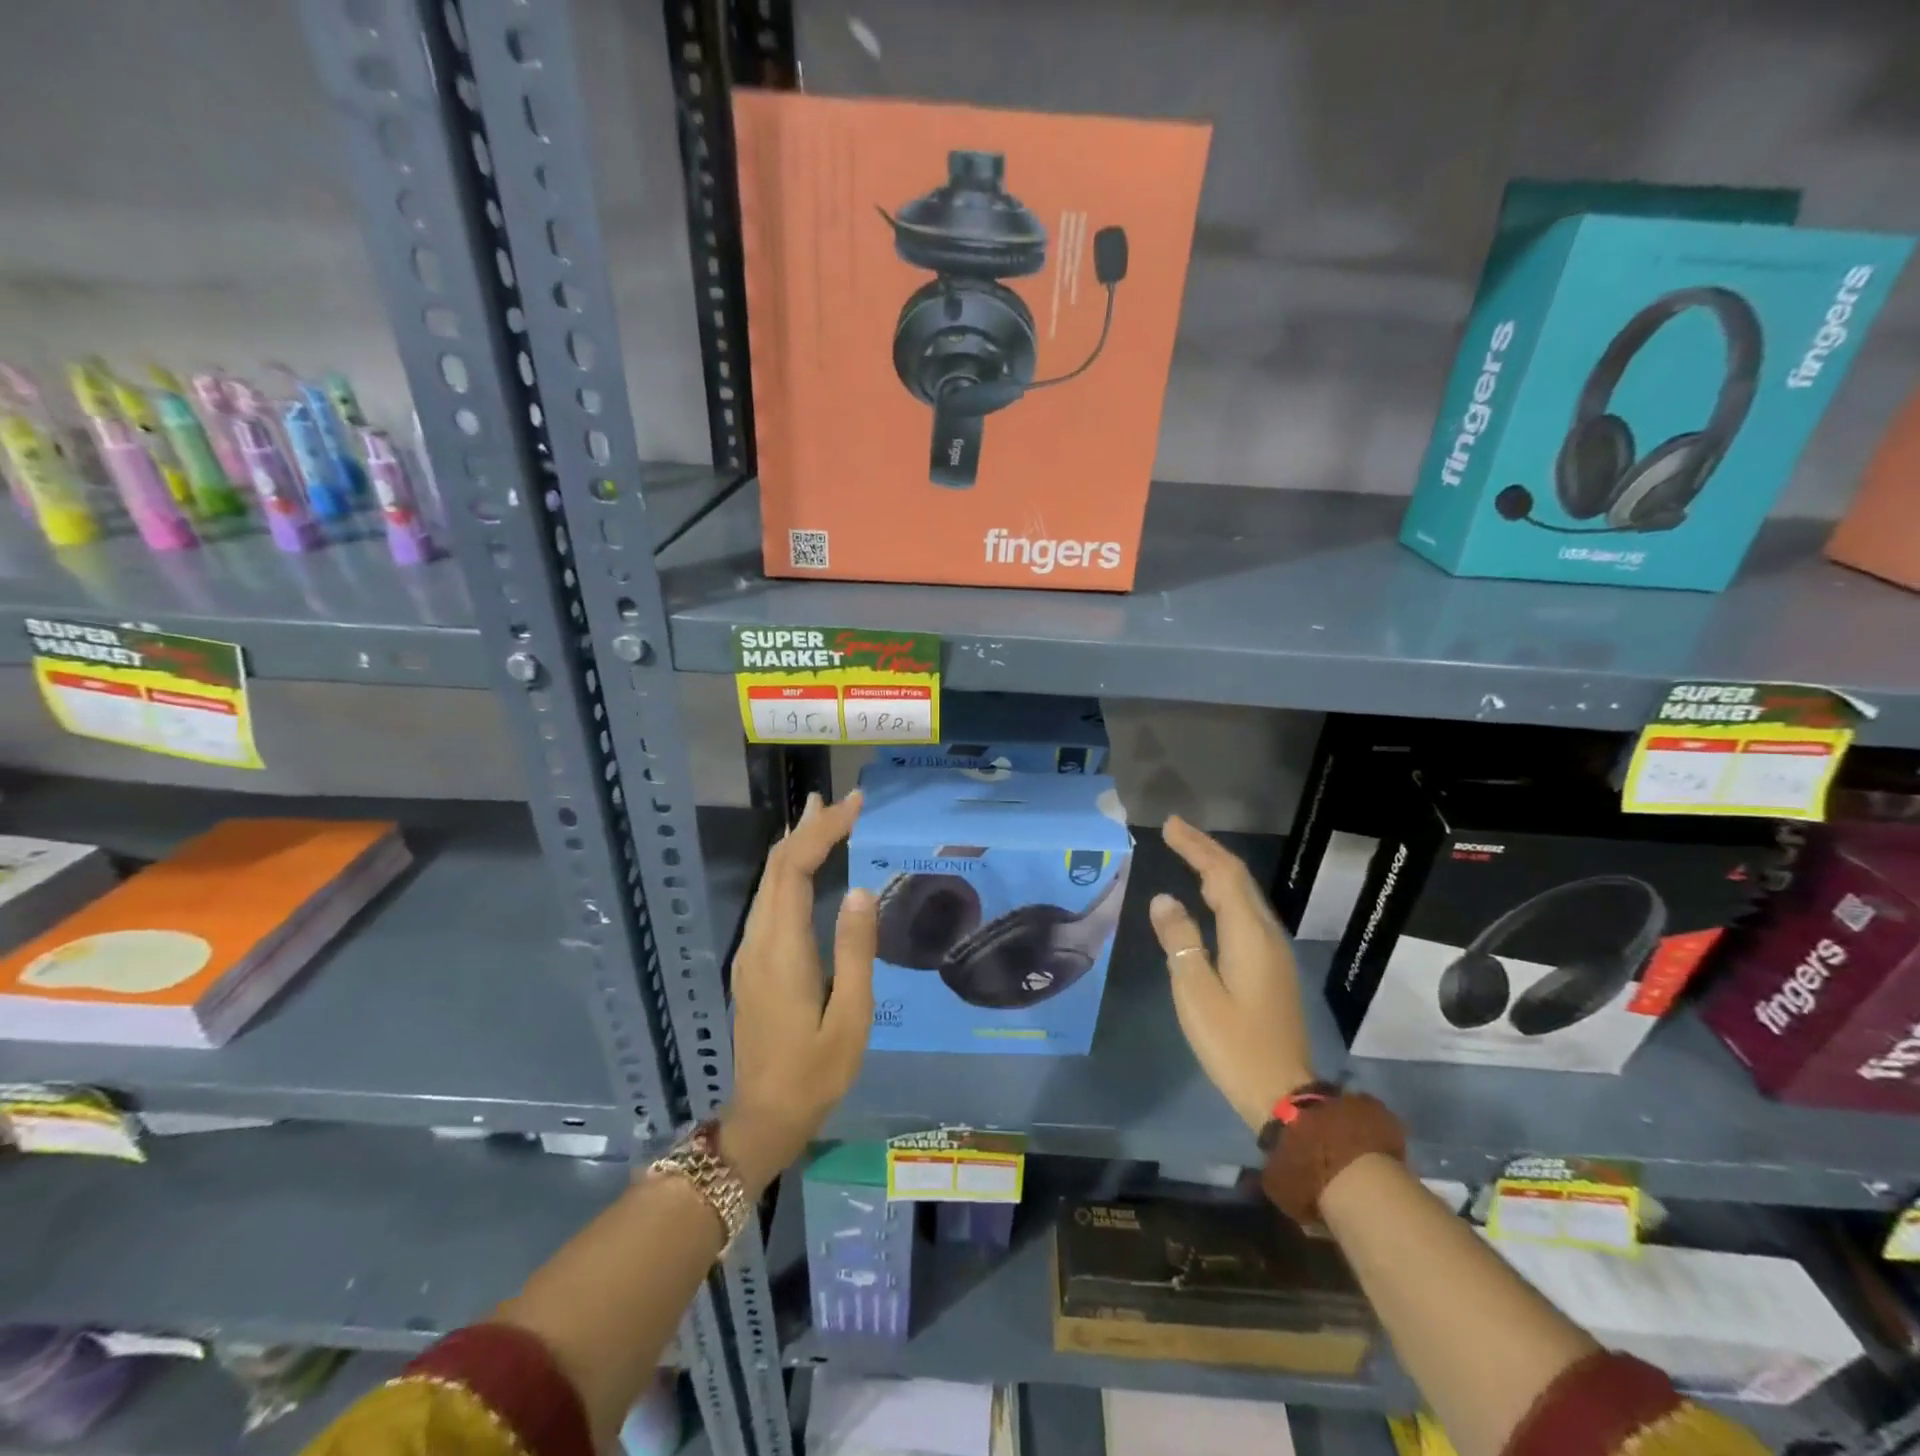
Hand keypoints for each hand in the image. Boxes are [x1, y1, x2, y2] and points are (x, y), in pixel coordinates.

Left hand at [722, 790, 875, 1194]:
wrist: (764, 1117)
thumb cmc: (815, 1072)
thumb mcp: (851, 1017)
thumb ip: (855, 950)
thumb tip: (860, 890)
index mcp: (782, 949)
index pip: (794, 869)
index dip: (821, 831)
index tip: (853, 806)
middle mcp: (758, 941)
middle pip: (775, 868)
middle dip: (807, 828)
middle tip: (840, 800)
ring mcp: (750, 952)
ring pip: (768, 882)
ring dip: (795, 845)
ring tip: (824, 817)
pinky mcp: (753, 963)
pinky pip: (768, 900)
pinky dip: (788, 870)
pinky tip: (805, 866)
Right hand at [1149, 814, 1317, 1131]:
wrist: (1284, 1093)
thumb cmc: (1233, 1043)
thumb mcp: (1195, 992)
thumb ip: (1180, 941)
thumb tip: (1164, 899)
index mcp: (1249, 934)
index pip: (1223, 874)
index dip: (1197, 846)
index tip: (1170, 825)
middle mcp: (1266, 934)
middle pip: (1237, 879)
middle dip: (1207, 850)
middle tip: (1175, 831)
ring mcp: (1272, 951)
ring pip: (1244, 896)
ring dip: (1216, 870)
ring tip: (1188, 854)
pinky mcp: (1270, 967)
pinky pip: (1245, 914)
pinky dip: (1223, 893)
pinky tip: (1208, 899)